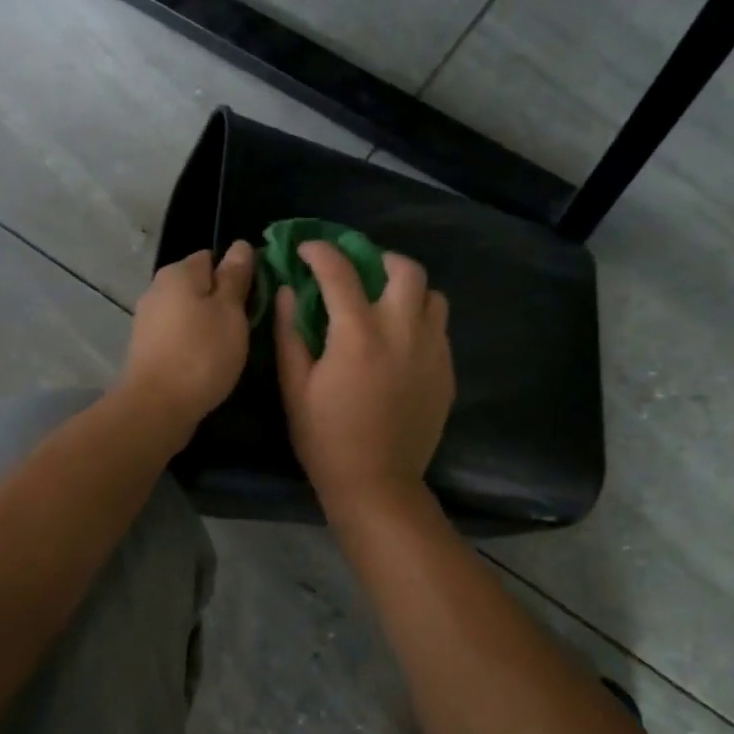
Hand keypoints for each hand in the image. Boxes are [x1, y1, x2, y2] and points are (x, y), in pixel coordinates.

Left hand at [118, 243, 255, 433]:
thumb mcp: (230, 311)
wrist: (157, 406)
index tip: (255, 299)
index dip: (237, 275)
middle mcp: (157, 289)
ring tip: (230, 348)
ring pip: (189, 312)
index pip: (213, 257)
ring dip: (209, 325)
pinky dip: (193, 344)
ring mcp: (148, 320)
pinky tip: (207, 362)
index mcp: (179, 272)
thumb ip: (235, 277)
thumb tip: (240, 245)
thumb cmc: (202, 353)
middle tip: (247, 326)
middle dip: (223, 301)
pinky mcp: (146, 348)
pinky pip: (178, 335)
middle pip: (199, 285)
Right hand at [275, 241, 453, 514]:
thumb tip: (286, 291)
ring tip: (386, 306)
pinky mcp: (446, 371)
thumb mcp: (295, 387)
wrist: (378, 483)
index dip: (320, 251)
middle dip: (379, 260)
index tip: (307, 250)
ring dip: (408, 291)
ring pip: (432, 296)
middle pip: (405, 269)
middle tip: (360, 273)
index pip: (340, 272)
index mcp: (359, 334)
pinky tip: (400, 345)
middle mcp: (403, 332)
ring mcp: (432, 351)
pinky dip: (419, 322)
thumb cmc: (326, 438)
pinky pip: (439, 329)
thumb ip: (290, 333)